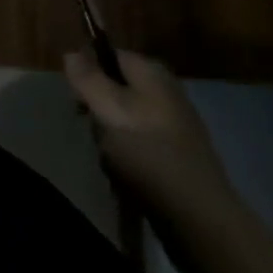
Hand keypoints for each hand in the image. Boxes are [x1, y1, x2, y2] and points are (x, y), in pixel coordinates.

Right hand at [64, 47, 236, 232]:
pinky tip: (131, 184)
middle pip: (117, 91)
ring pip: (127, 124)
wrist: (201, 220)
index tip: (78, 103)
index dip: (89, 75)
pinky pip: (143, 149)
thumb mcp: (108, 110)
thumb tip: (70, 52)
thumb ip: (87, 79)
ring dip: (114, 144)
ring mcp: (176, 126)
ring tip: (115, 167)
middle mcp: (166, 91)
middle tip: (98, 139)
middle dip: (101, 115)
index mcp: (151, 71)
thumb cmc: (148, 155)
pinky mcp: (180, 159)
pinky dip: (132, 164)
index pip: (109, 55)